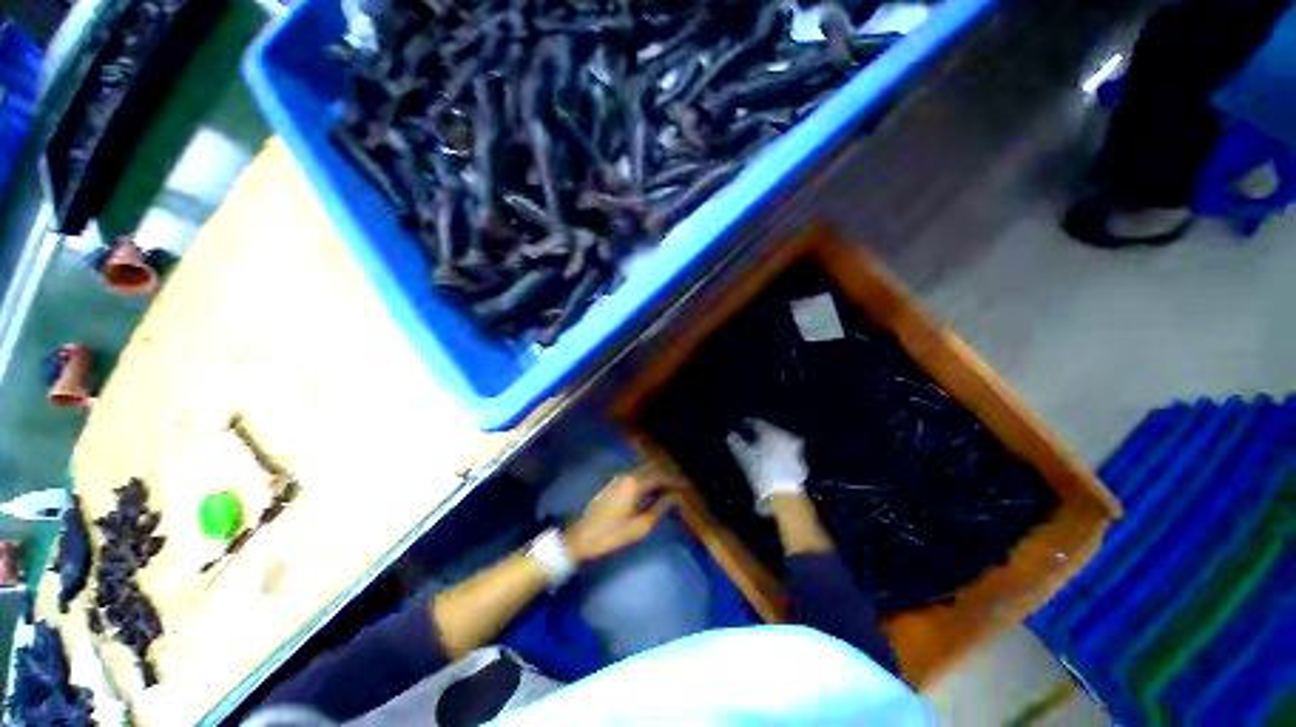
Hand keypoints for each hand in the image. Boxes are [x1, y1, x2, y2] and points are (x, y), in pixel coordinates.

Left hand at [564, 475, 673, 563]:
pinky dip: (646, 481)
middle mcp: (627, 476)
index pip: (660, 477)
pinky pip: (635, 477)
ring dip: (656, 478)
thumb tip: (673, 497)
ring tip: (669, 490)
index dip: (675, 481)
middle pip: (652, 470)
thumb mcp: (639, 527)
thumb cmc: (611, 534)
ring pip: (643, 472)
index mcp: (634, 484)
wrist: (581, 537)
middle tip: (680, 487)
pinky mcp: (613, 485)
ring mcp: (618, 479)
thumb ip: (658, 509)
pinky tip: (651, 492)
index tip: (688, 486)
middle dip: (666, 476)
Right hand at [725, 419, 808, 514]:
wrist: (784, 495)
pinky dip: (780, 454)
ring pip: (780, 441)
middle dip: (760, 433)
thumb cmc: (760, 471)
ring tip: (762, 450)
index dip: (747, 424)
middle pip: (770, 430)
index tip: (740, 427)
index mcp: (770, 431)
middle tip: (750, 438)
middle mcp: (785, 435)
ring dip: (772, 443)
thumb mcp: (742, 455)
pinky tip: (773, 462)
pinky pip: (787, 453)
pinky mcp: (801, 462)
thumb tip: (730, 434)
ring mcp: (795, 449)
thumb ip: (735, 441)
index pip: (756, 422)